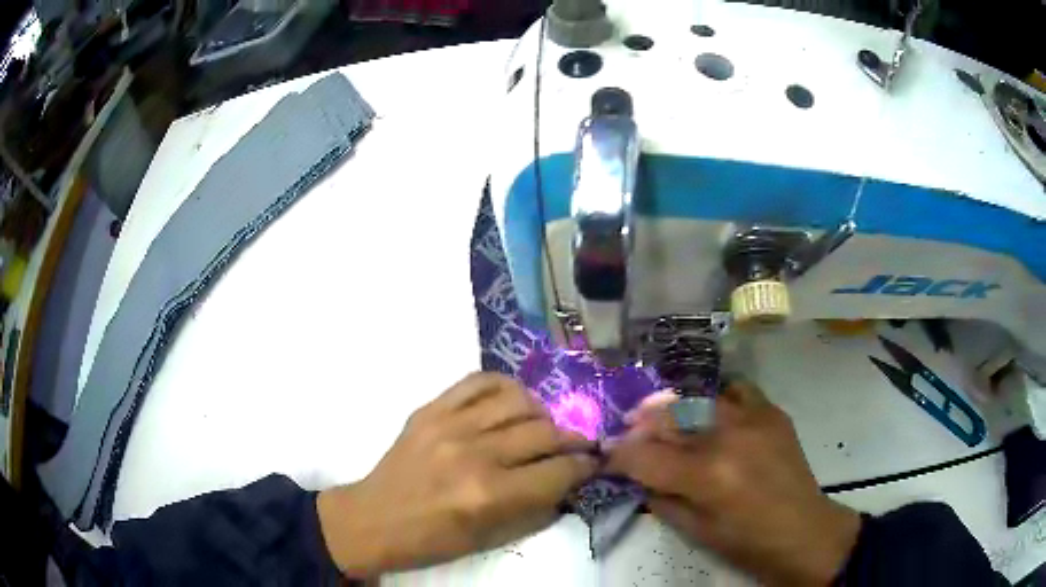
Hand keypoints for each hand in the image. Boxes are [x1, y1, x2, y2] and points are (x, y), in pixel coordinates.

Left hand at [317, 372, 596, 576]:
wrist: (373, 519)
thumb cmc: (432, 540)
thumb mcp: (490, 539)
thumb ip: (536, 508)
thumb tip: (568, 480)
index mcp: (489, 495)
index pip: (558, 471)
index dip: (585, 466)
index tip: (593, 463)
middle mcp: (475, 454)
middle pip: (544, 431)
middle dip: (571, 440)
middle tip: (574, 447)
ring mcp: (449, 424)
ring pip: (518, 400)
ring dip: (541, 413)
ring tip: (540, 426)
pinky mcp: (430, 408)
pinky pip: (479, 380)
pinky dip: (504, 387)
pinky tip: (510, 403)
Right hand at [607, 383, 860, 585]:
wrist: (804, 531)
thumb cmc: (747, 543)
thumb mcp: (695, 531)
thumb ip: (660, 499)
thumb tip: (638, 475)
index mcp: (706, 475)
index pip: (644, 455)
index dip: (618, 455)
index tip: (607, 456)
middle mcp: (727, 437)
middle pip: (667, 416)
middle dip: (639, 425)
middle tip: (630, 434)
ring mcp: (753, 419)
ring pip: (697, 398)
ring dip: (673, 409)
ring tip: (666, 419)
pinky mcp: (772, 412)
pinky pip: (735, 390)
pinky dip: (716, 399)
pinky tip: (712, 413)